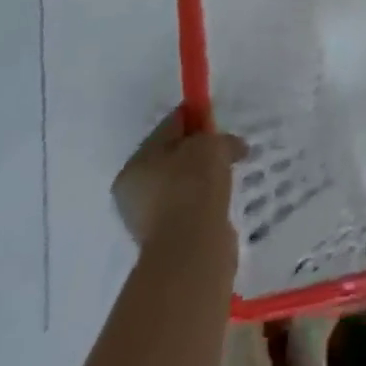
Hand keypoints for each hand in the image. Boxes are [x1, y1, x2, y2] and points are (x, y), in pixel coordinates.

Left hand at [111, 112, 246, 250]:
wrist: (192, 248)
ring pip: (181, 184)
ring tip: (228, 172)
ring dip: (202, 177)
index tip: (217, 118)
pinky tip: (222, 196)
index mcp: (135, 165)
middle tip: (225, 145)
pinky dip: (204, 200)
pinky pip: (189, 207)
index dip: (195, 117)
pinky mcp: (167, 240)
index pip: (168, 127)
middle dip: (198, 150)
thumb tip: (232, 146)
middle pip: (172, 157)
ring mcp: (148, 220)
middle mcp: (134, 192)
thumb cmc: (193, 186)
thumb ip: (219, 137)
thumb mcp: (210, 145)